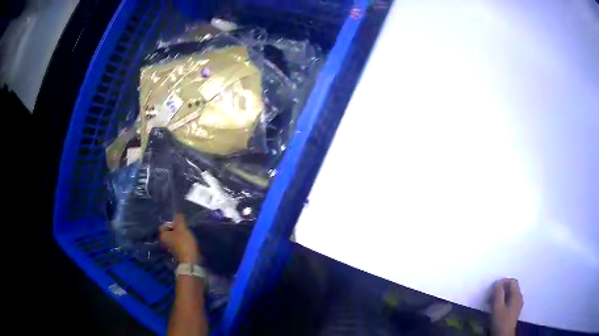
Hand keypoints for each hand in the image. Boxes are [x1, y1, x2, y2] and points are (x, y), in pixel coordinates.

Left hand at [159, 213, 199, 263]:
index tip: (180, 224)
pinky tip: (189, 242)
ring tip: (188, 235)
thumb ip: (179, 219)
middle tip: (184, 229)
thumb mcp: (182, 228)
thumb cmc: (184, 243)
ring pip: (174, 238)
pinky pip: (179, 244)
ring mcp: (170, 249)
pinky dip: (183, 243)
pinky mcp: (177, 254)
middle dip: (176, 229)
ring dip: (180, 236)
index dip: (171, 223)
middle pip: (169, 232)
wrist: (190, 261)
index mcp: (163, 236)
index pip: (164, 225)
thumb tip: (178, 213)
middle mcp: (164, 242)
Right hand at [491, 278, 523, 335]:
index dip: (502, 282)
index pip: (512, 281)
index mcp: (517, 294)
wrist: (503, 335)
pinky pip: (510, 301)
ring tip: (491, 303)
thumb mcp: (497, 307)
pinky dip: (503, 301)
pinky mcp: (515, 311)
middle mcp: (519, 297)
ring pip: (510, 295)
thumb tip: (497, 282)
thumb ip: (498, 293)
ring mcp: (518, 304)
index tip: (492, 289)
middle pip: (511, 287)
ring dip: (501, 296)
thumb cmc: (500, 321)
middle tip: (490, 297)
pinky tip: (497, 309)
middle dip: (500, 290)